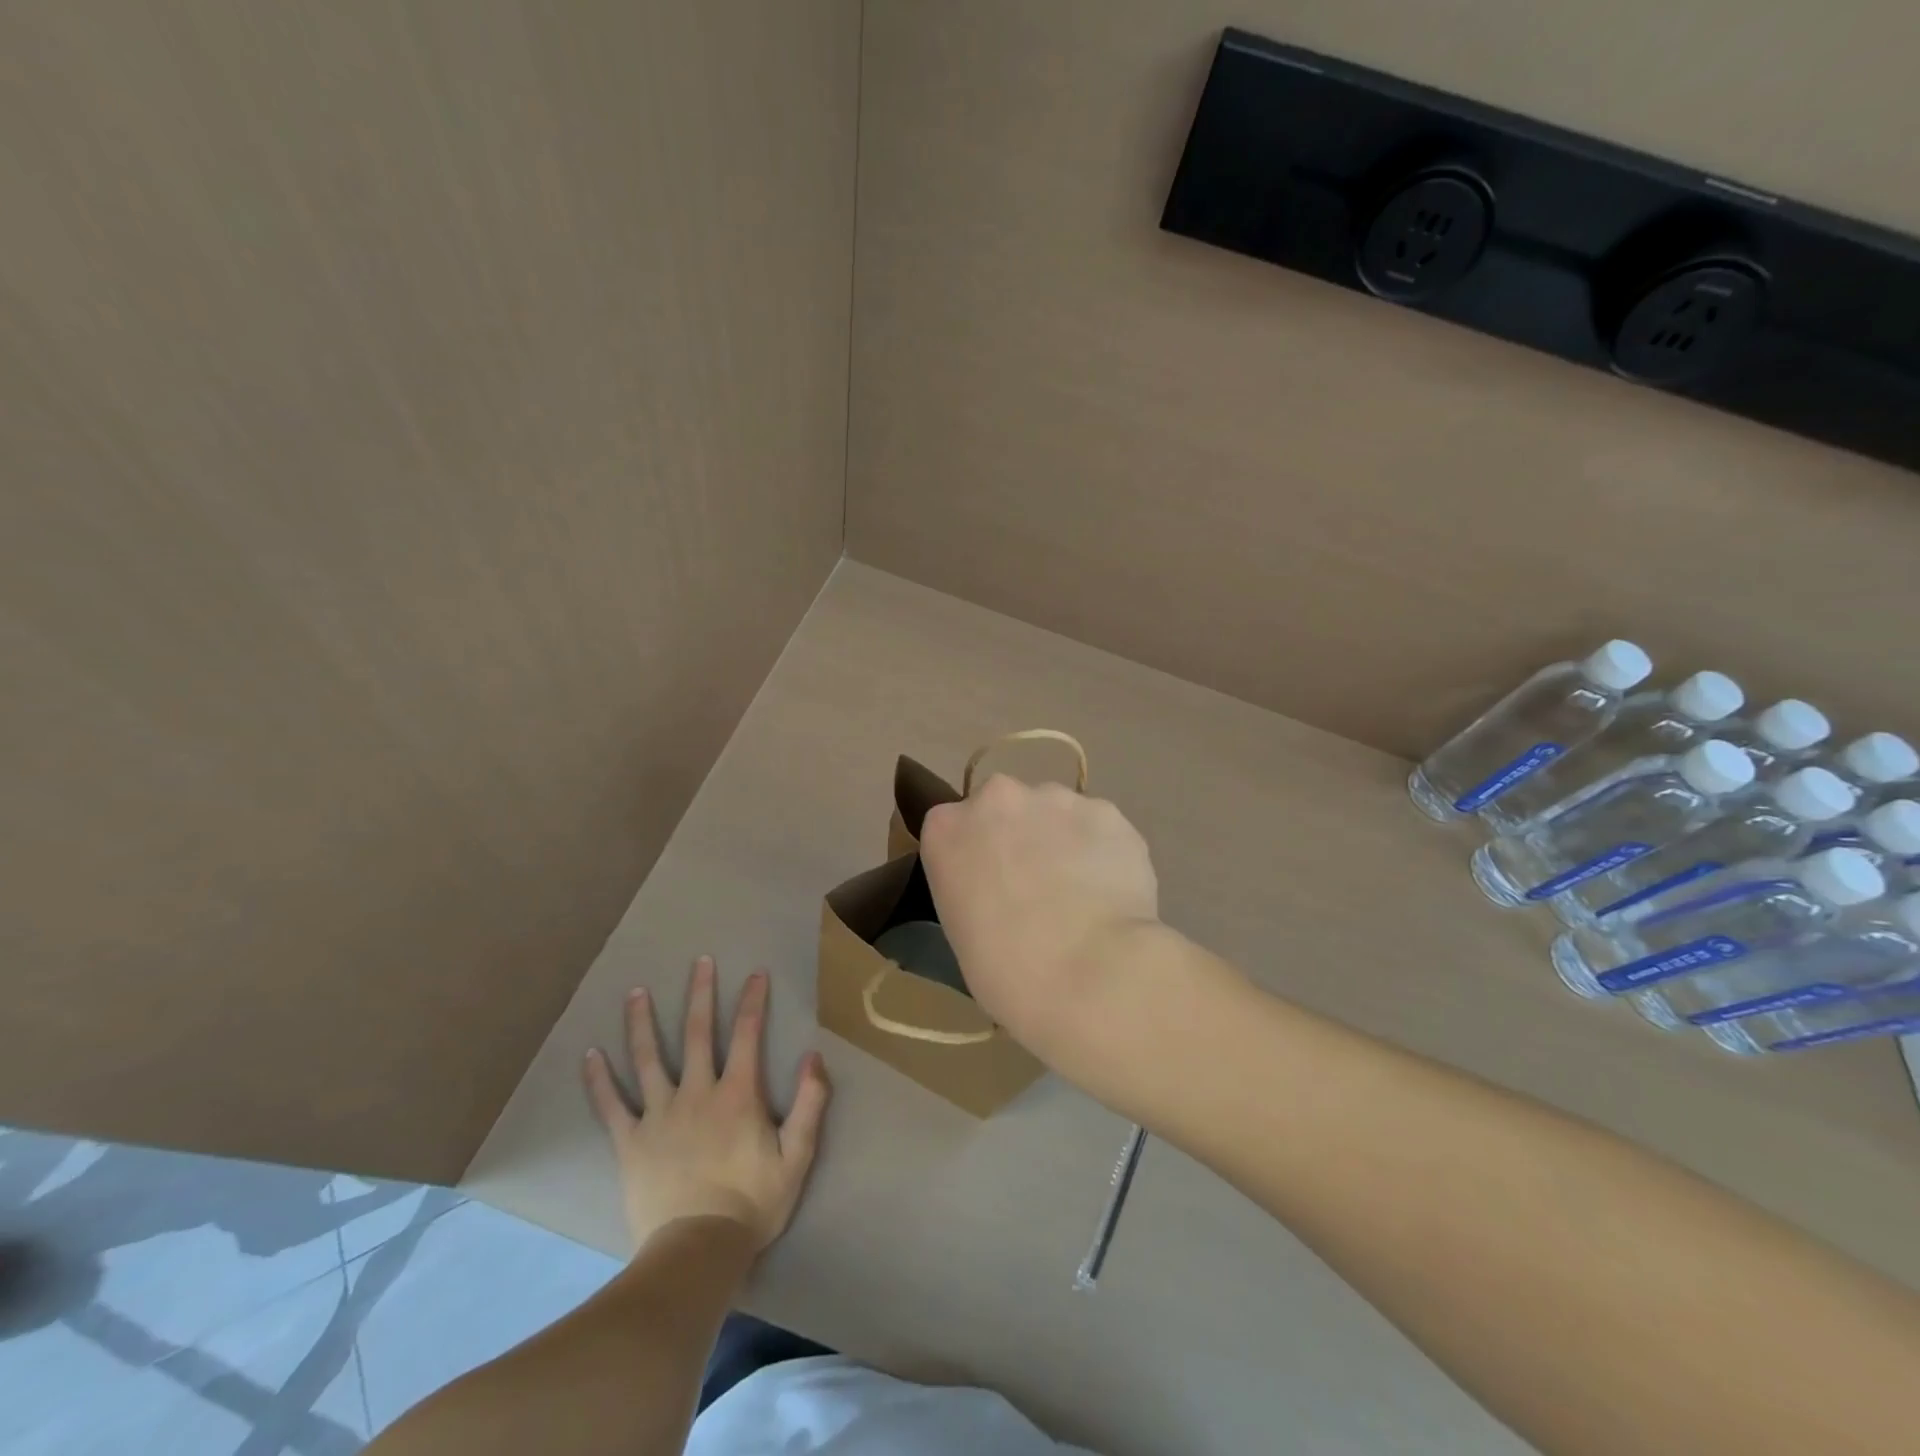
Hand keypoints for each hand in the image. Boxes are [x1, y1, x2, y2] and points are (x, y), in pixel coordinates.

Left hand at [583, 956, 829, 1252]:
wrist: (697, 1252)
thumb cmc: (752, 1203)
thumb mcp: (797, 1156)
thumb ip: (810, 1104)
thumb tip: (813, 1056)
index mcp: (737, 1094)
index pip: (747, 1034)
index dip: (752, 1001)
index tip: (755, 973)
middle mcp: (697, 1093)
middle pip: (697, 1034)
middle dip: (700, 994)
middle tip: (699, 961)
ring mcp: (659, 1116)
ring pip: (648, 1059)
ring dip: (643, 1023)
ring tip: (637, 992)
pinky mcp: (630, 1142)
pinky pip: (611, 1106)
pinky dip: (599, 1080)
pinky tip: (590, 1054)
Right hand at [919, 776, 1159, 1066]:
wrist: (1089, 974)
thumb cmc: (1008, 971)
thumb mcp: (962, 930)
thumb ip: (974, 888)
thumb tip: (1004, 889)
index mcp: (946, 829)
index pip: (954, 828)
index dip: (977, 856)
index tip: (991, 888)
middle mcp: (997, 797)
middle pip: (1006, 807)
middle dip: (1020, 837)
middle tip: (1038, 888)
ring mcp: (1056, 799)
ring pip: (1057, 812)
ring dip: (1064, 840)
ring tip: (1083, 893)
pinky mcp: (1106, 811)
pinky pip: (1100, 827)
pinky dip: (1104, 851)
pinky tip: (1113, 892)